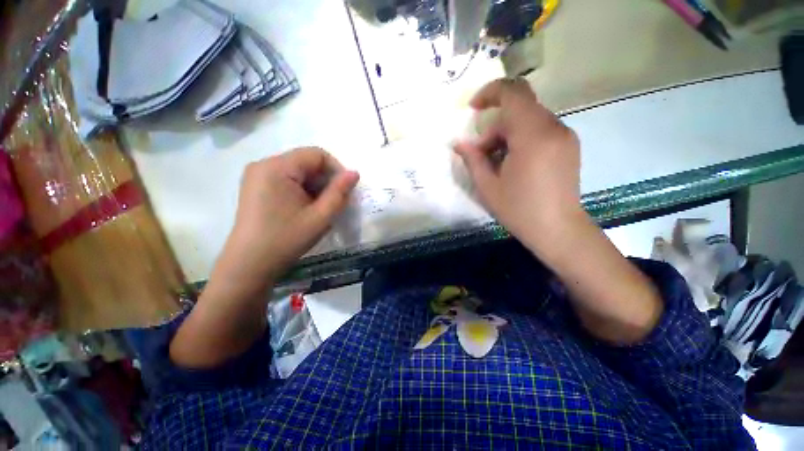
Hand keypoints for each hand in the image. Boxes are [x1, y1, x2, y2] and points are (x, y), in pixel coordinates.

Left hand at [170, 148, 358, 368]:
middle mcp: (264, 167)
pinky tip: (309, 213)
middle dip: (328, 180)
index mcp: (276, 169)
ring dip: (318, 189)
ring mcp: (259, 179)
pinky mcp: (259, 191)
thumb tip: (356, 174)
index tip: (346, 190)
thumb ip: (339, 194)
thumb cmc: (283, 245)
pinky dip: (306, 194)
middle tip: (336, 205)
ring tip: (324, 212)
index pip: (316, 153)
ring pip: (301, 173)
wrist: (246, 272)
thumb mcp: (319, 219)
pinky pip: (291, 183)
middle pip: (308, 162)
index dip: (336, 168)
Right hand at [454, 78, 583, 254]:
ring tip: (498, 162)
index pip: (513, 93)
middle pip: (519, 108)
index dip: (490, 93)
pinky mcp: (569, 145)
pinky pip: (540, 129)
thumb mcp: (488, 187)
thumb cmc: (520, 210)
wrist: (559, 230)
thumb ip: (473, 160)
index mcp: (532, 136)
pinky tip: (515, 163)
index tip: (473, 108)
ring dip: (508, 133)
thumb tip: (459, 143)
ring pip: (529, 119)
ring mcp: (564, 136)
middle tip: (482, 153)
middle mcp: (553, 128)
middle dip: (495, 125)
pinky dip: (522, 138)